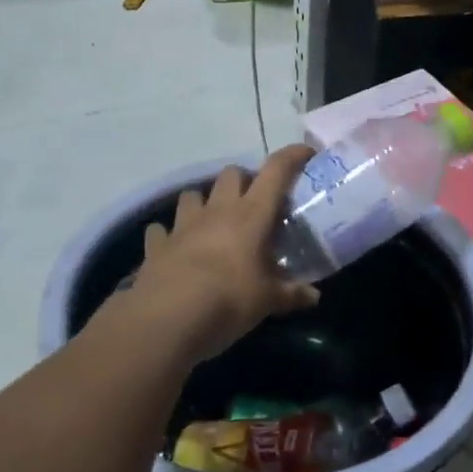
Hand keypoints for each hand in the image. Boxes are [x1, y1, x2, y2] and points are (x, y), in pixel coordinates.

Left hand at [118, 144, 320, 365]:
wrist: (168, 317)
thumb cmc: (229, 300)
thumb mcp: (268, 301)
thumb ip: (292, 294)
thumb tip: (314, 297)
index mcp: (251, 214)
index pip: (276, 171)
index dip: (292, 156)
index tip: (306, 154)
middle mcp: (217, 210)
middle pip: (231, 174)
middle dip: (244, 181)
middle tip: (255, 203)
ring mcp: (183, 224)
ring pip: (193, 194)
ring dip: (205, 202)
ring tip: (213, 221)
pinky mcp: (158, 244)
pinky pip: (162, 229)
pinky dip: (169, 234)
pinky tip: (176, 247)